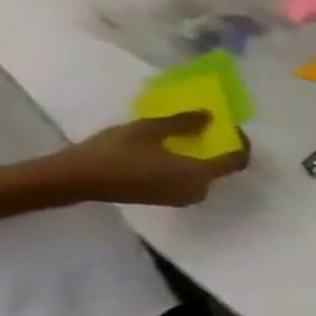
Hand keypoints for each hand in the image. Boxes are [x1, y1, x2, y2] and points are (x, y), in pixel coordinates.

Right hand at [47, 115, 248, 206]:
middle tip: (210, 130)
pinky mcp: (170, 200)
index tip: (233, 128)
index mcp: (199, 174)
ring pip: (207, 175)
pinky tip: (176, 154)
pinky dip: (191, 167)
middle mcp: (200, 190)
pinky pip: (191, 181)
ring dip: (204, 158)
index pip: (237, 161)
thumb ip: (182, 123)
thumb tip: (210, 116)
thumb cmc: (111, 153)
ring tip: (192, 139)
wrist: (73, 180)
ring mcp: (185, 197)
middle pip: (223, 168)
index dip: (242, 144)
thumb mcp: (146, 131)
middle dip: (221, 150)